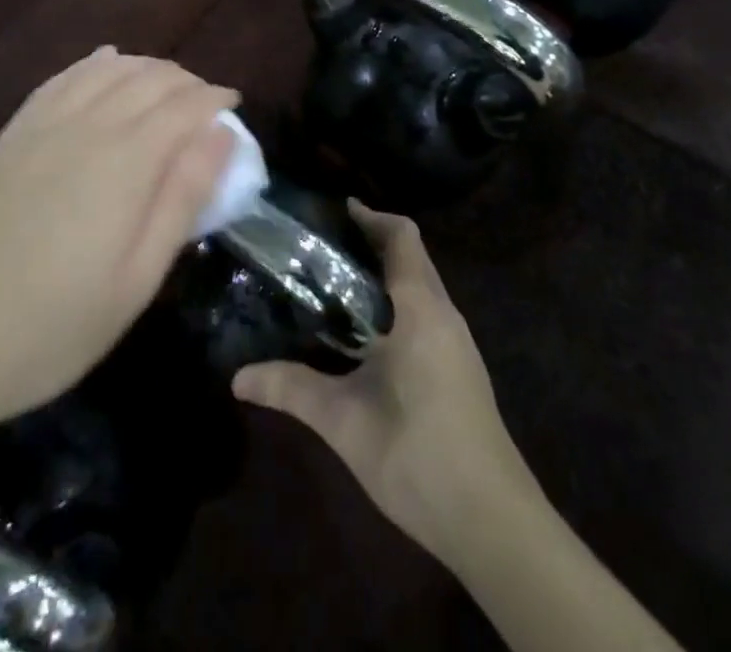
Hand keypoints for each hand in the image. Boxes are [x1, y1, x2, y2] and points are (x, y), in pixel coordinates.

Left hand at [0, 48, 236, 454]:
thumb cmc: (49, 328)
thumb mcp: (135, 282)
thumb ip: (182, 200)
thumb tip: (222, 136)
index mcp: (124, 162)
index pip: (184, 106)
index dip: (216, 100)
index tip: (235, 109)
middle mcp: (85, 127)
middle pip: (149, 80)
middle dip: (187, 82)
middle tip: (207, 106)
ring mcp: (40, 126)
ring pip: (107, 71)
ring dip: (147, 69)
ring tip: (168, 86)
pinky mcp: (9, 136)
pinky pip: (61, 79)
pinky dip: (94, 66)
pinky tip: (106, 65)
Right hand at [233, 204, 534, 568]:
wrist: (493, 520)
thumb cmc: (418, 454)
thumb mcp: (345, 422)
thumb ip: (292, 390)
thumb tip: (237, 376)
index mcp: (419, 308)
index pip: (402, 237)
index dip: (371, 217)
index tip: (335, 211)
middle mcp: (442, 313)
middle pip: (411, 256)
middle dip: (372, 243)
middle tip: (322, 246)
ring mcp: (457, 341)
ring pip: (421, 286)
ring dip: (385, 275)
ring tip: (335, 284)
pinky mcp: (460, 367)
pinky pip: (427, 312)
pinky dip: (397, 303)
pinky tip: (366, 334)